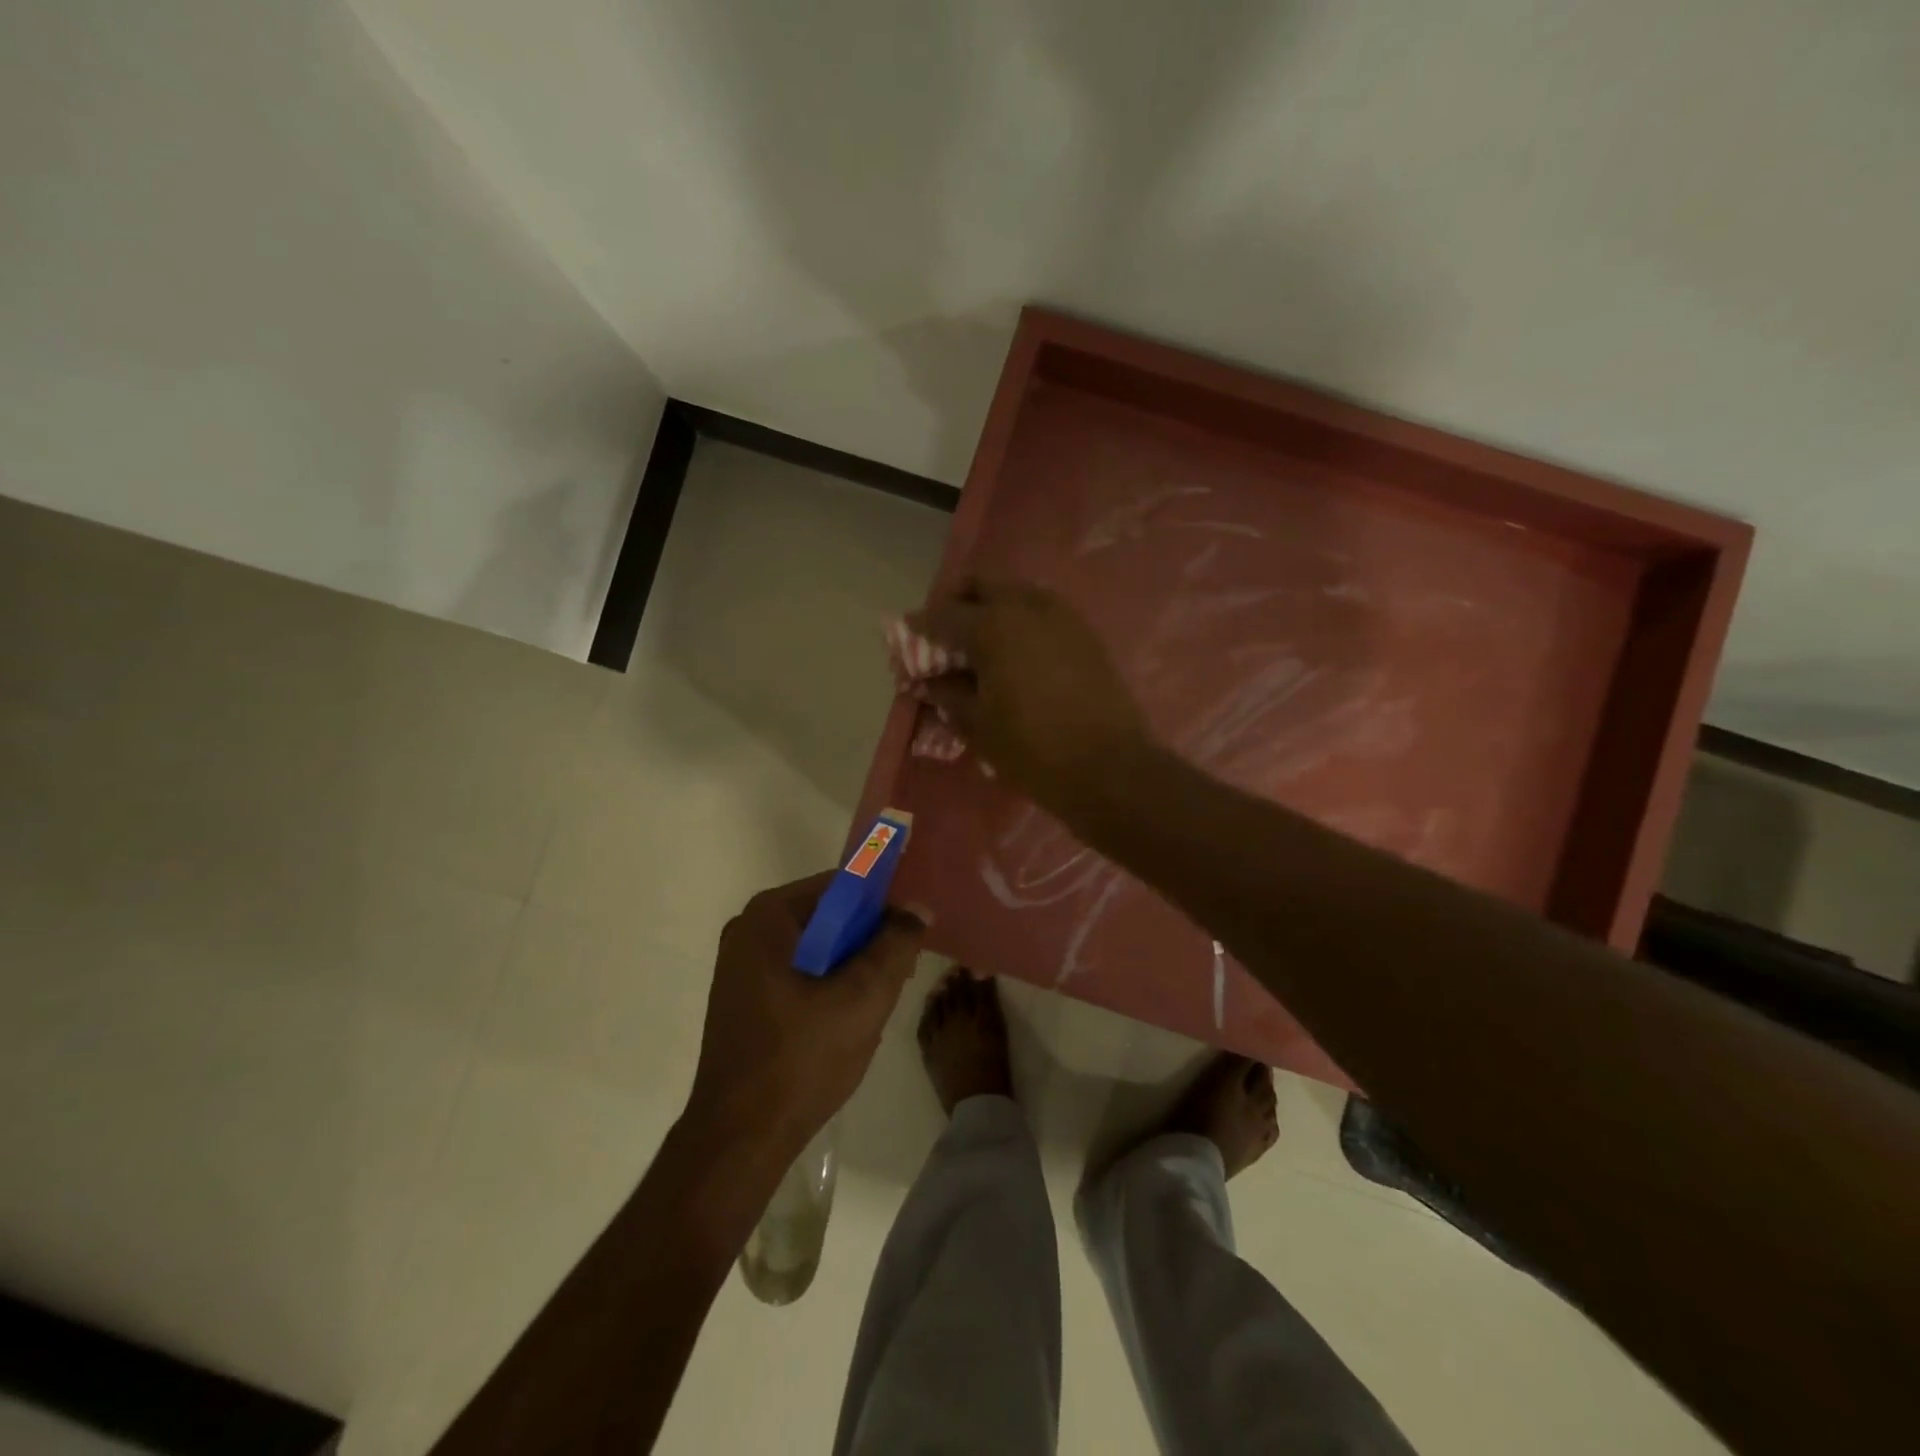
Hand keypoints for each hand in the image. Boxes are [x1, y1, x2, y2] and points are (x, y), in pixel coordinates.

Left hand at [684, 874, 926, 1158]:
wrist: (740, 1140)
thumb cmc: (801, 1059)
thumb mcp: (863, 996)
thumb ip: (895, 944)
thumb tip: (917, 908)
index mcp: (768, 917)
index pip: (841, 887)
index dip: (882, 907)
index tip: (908, 940)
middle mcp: (748, 931)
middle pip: (828, 918)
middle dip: (867, 944)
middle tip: (895, 980)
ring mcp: (742, 967)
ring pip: (817, 950)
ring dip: (851, 971)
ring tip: (871, 1009)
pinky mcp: (745, 999)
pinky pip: (799, 974)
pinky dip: (827, 988)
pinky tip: (844, 1024)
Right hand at [908, 579, 1153, 814]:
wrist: (1108, 767)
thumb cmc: (1031, 748)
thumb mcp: (977, 724)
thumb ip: (948, 693)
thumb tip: (931, 680)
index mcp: (993, 625)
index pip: (944, 615)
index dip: (921, 625)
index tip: (909, 632)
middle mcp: (1027, 606)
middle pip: (983, 586)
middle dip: (958, 602)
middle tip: (946, 632)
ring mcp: (1062, 616)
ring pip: (1016, 595)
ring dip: (993, 609)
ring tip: (981, 643)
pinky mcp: (1085, 634)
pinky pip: (1043, 614)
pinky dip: (1021, 623)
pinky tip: (1016, 654)